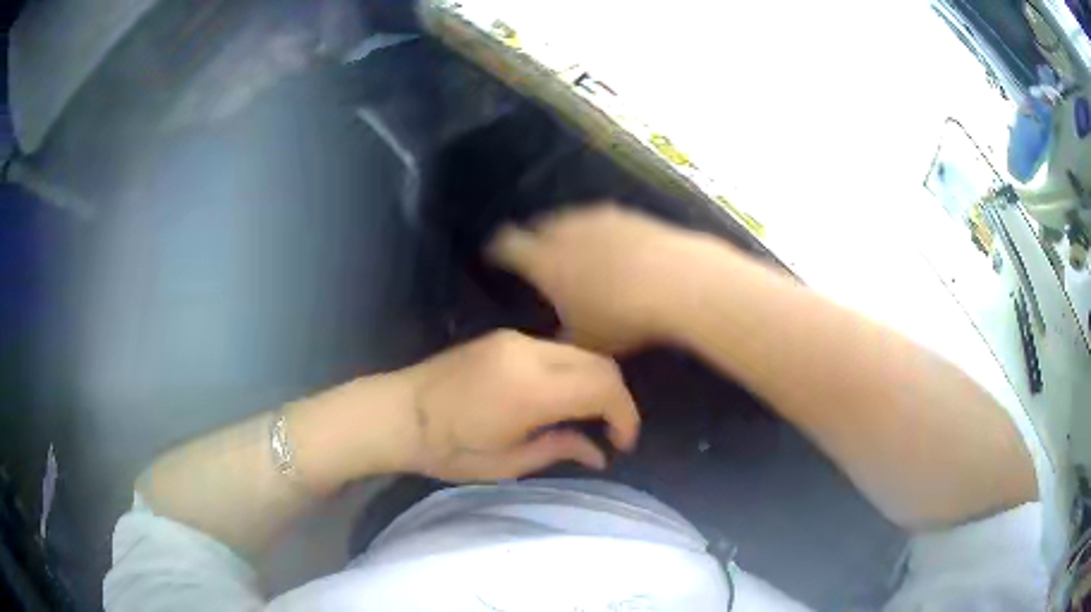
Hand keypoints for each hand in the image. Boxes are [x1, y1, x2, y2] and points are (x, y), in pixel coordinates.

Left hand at [400, 330, 639, 480]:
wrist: (397, 412)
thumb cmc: (447, 449)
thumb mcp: (506, 463)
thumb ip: (559, 449)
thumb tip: (600, 454)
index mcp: (529, 390)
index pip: (603, 388)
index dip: (625, 416)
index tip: (622, 443)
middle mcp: (528, 352)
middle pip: (600, 364)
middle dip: (617, 398)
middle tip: (611, 431)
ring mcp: (514, 339)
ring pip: (580, 352)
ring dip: (596, 382)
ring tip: (590, 416)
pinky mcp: (503, 336)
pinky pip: (556, 349)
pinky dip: (573, 371)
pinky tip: (561, 396)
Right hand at [489, 204, 731, 352]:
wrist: (677, 282)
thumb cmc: (622, 317)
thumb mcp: (585, 341)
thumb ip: (562, 339)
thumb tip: (554, 342)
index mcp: (543, 260)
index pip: (506, 246)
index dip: (498, 250)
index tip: (495, 256)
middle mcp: (565, 231)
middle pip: (537, 226)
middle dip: (533, 239)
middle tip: (537, 255)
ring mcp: (598, 218)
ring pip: (570, 219)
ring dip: (566, 232)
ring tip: (574, 249)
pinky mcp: (628, 214)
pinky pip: (602, 220)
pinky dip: (599, 231)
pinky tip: (612, 246)